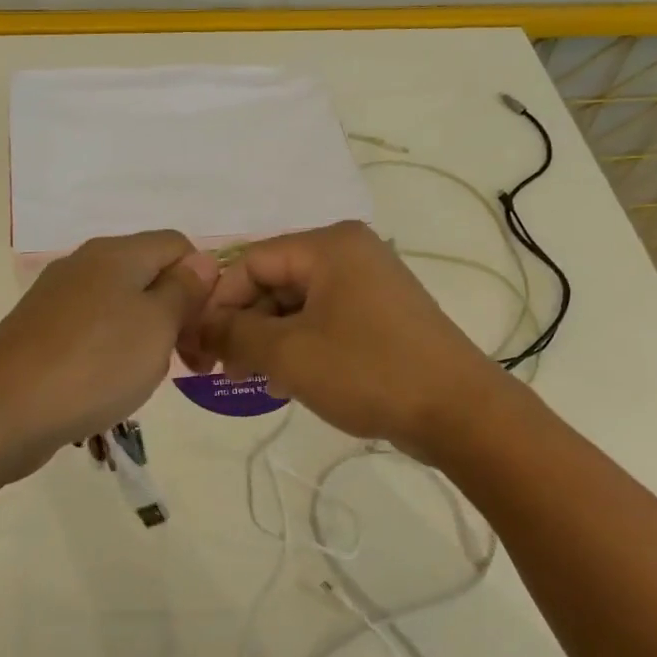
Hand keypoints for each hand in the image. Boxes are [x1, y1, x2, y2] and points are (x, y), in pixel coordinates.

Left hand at [0, 230, 217, 479]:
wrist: (3, 412)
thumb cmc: (96, 364)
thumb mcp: (158, 326)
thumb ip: (185, 289)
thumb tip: (202, 261)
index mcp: (116, 253)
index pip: (177, 245)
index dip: (202, 281)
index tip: (205, 328)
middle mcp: (84, 263)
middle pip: (148, 273)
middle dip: (177, 312)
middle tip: (189, 362)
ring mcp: (56, 296)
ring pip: (121, 303)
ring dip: (146, 333)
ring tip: (149, 375)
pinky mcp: (39, 329)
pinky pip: (92, 327)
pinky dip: (113, 348)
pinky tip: (110, 381)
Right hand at [187, 220, 512, 457]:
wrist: (458, 411)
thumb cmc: (368, 371)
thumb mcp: (289, 353)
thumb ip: (235, 334)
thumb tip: (202, 327)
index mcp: (329, 245)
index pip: (251, 261)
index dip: (217, 303)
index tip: (198, 348)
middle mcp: (350, 253)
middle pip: (275, 280)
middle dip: (243, 324)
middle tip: (222, 369)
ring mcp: (370, 284)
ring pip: (298, 304)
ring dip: (268, 339)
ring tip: (252, 379)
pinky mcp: (382, 316)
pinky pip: (325, 321)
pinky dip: (300, 345)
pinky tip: (286, 380)